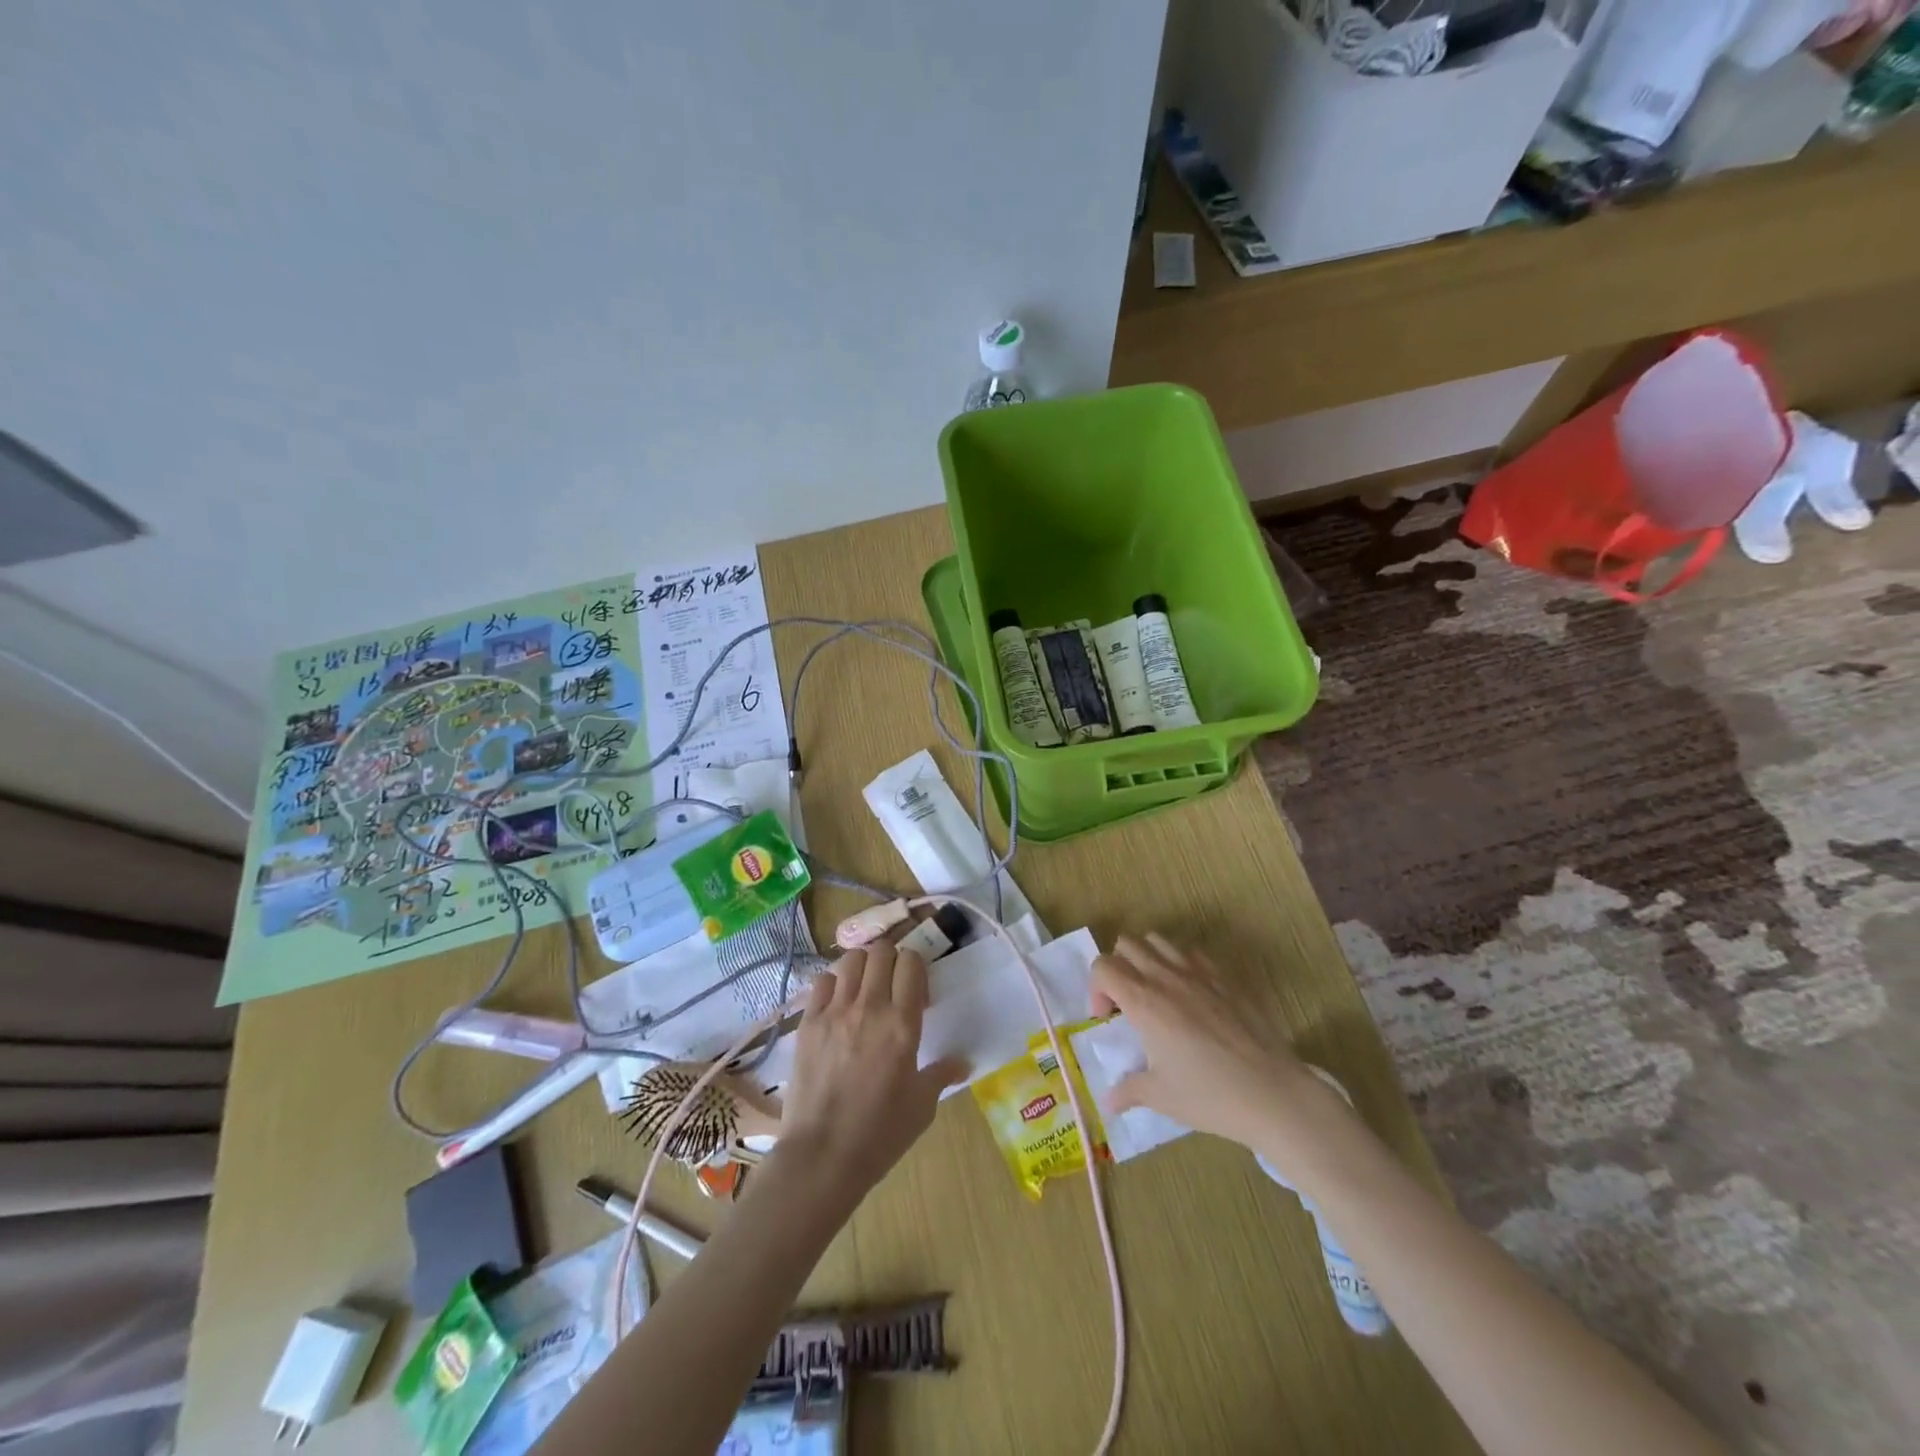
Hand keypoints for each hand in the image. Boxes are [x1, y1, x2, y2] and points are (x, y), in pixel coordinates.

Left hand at [775, 941, 966, 1204]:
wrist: (822, 1157)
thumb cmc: (880, 1134)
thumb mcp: (922, 1106)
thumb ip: (942, 1074)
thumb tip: (964, 1062)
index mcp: (902, 1023)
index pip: (911, 962)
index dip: (916, 969)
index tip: (917, 995)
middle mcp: (869, 1007)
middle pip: (881, 951)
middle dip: (891, 961)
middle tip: (892, 987)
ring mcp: (834, 1012)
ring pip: (850, 959)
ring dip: (863, 967)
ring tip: (864, 990)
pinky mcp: (807, 1022)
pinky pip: (821, 982)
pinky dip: (833, 984)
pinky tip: (837, 1005)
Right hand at [1091, 934, 1360, 1180]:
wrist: (1273, 1093)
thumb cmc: (1210, 1095)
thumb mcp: (1161, 1097)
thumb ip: (1128, 1090)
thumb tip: (1107, 1102)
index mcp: (1144, 1001)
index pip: (1102, 967)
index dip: (1096, 988)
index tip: (1107, 1018)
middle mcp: (1166, 977)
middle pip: (1126, 944)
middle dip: (1117, 967)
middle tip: (1127, 1002)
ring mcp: (1198, 972)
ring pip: (1158, 940)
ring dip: (1147, 958)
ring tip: (1155, 992)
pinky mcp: (1225, 977)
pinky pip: (1191, 952)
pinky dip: (1179, 963)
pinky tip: (1190, 995)